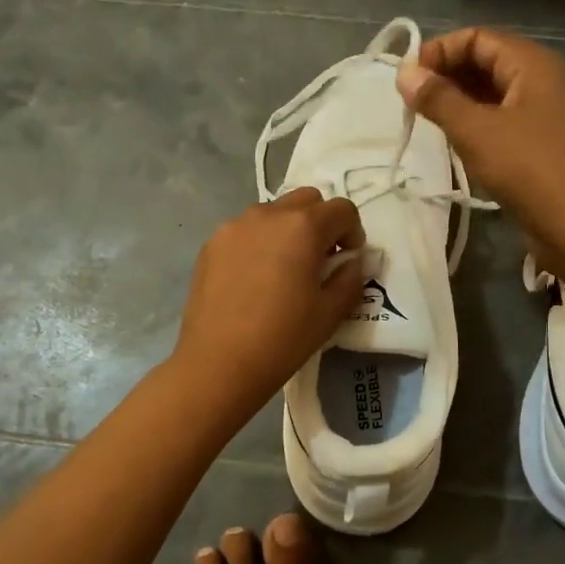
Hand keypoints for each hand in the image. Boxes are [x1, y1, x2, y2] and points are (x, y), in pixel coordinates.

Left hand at [172, 189, 365, 408]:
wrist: (218, 363)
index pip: (342, 209)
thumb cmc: (283, 338)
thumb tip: (351, 262)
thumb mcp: (330, 312)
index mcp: (303, 226)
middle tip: (320, 259)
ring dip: (288, 229)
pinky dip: (259, 242)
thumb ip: (350, 278)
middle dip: (321, 222)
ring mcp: (234, 226)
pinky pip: (245, 230)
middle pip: (307, 200)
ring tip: (284, 268)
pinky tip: (255, 278)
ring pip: (273, 212)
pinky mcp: (211, 244)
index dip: (353, 231)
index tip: (347, 259)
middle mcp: (268, 214)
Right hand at [394, 27, 564, 252]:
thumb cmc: (529, 169)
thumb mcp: (476, 131)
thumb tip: (404, 72)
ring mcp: (542, 113)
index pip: (476, 38)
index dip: (439, 51)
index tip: (407, 79)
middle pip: (485, 61)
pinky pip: (499, 120)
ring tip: (426, 121)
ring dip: (457, 101)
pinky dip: (474, 124)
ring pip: (491, 93)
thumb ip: (438, 99)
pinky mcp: (539, 143)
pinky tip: (453, 142)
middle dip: (446, 75)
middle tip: (412, 102)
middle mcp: (540, 80)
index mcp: (531, 63)